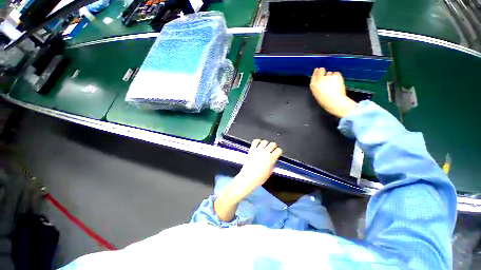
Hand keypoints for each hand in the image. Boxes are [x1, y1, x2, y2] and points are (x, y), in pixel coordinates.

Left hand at [213, 140, 281, 221]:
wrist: (248, 177)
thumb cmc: (260, 177)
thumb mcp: (270, 172)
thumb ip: (272, 163)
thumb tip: (272, 159)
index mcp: (271, 158)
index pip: (279, 150)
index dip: (279, 152)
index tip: (277, 154)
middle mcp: (265, 152)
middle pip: (273, 144)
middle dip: (273, 147)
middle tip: (271, 151)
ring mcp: (258, 150)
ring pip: (265, 141)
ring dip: (266, 144)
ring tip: (265, 148)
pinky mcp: (252, 149)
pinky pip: (255, 141)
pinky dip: (258, 142)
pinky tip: (258, 145)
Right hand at [310, 68, 357, 117]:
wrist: (334, 101)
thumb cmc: (325, 101)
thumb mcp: (317, 95)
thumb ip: (317, 87)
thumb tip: (319, 84)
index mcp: (313, 85)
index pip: (313, 76)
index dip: (315, 73)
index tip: (316, 70)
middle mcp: (320, 79)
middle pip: (320, 71)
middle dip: (321, 70)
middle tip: (323, 71)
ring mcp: (328, 76)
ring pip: (329, 73)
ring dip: (330, 76)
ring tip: (333, 82)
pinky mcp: (336, 75)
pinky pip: (337, 74)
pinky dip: (337, 76)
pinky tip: (338, 82)